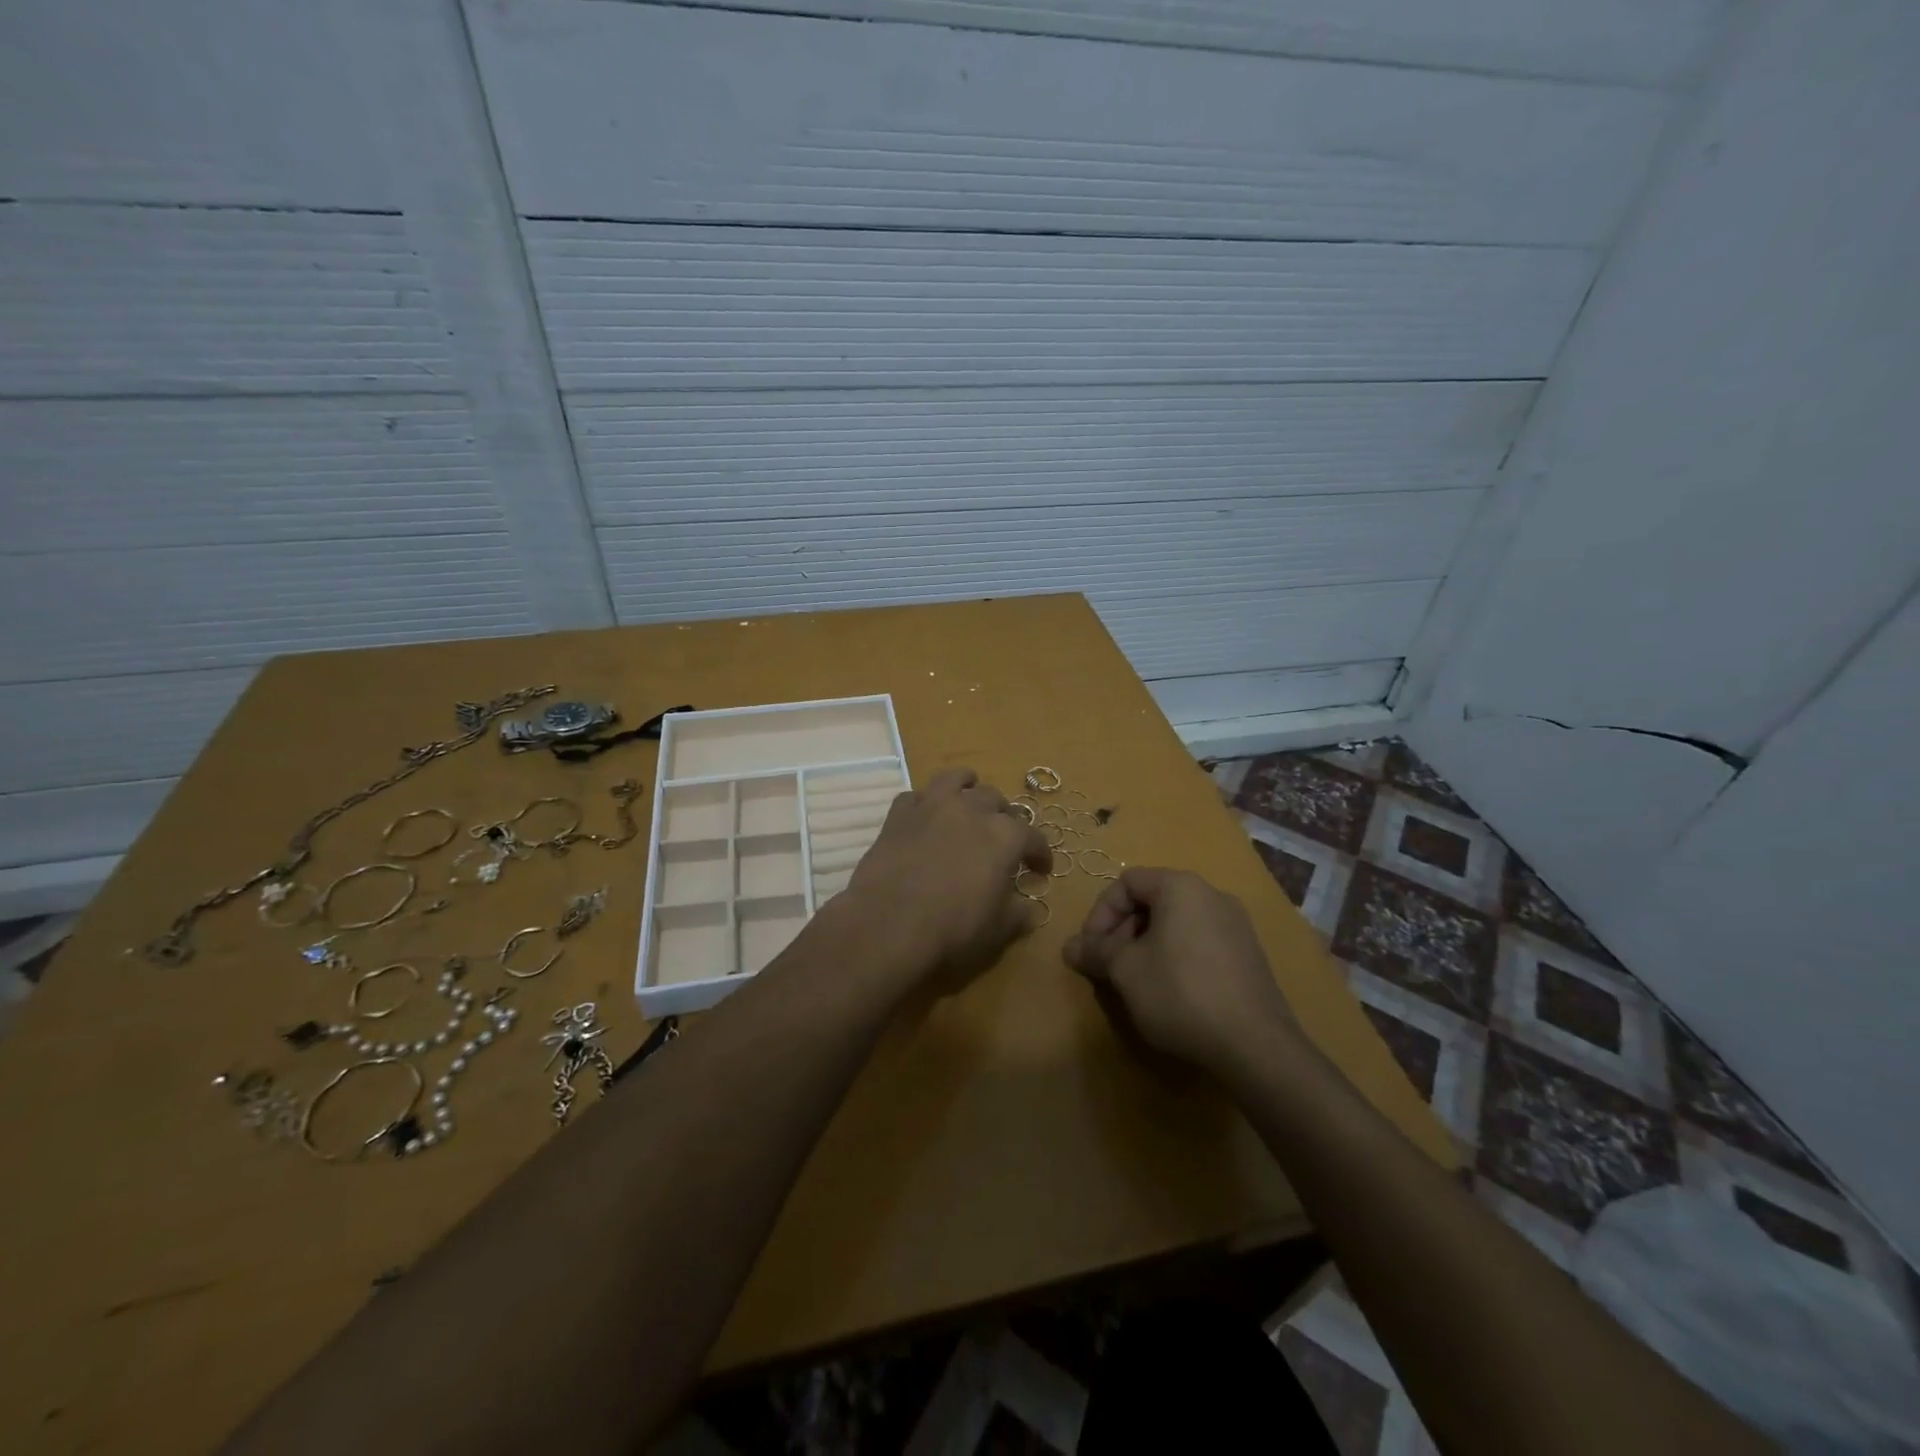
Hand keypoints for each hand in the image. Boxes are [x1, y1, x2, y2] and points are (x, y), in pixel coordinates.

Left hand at [841, 768, 1051, 992]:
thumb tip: (1029, 909)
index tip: (1041, 870)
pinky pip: (915, 797)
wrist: (889, 923)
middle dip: (1004, 817)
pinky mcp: (899, 814)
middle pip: (996, 800)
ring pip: (956, 779)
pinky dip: (924, 804)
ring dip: (967, 787)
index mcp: (1005, 836)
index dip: (1041, 854)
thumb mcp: (999, 931)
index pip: (1033, 837)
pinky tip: (924, 818)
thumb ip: (1019, 914)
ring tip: (968, 800)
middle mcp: (971, 810)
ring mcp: (932, 806)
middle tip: (1001, 839)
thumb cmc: (954, 929)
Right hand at [1063, 867, 1300, 1078]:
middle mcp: (1212, 895)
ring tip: (1136, 982)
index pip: (1127, 882)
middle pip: (1153, 900)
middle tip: (1109, 966)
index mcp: (1181, 887)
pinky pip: (1200, 943)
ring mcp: (1237, 925)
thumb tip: (1070, 947)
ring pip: (1177, 923)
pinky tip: (1172, 993)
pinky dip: (1176, 957)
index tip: (1091, 948)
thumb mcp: (1126, 971)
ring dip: (1147, 945)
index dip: (1101, 912)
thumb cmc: (1180, 993)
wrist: (1256, 1046)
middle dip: (1122, 930)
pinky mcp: (1250, 956)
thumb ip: (1096, 952)